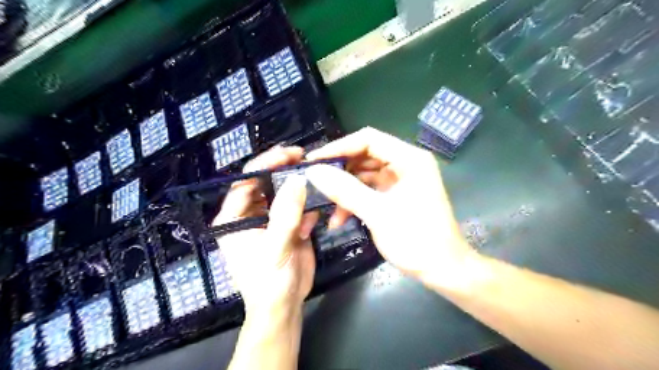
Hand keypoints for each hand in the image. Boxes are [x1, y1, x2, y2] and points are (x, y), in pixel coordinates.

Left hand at [214, 146, 318, 317]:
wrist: (284, 305)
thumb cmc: (269, 281)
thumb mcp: (275, 248)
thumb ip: (285, 214)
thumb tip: (298, 180)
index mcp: (234, 217)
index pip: (245, 182)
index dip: (265, 164)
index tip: (288, 154)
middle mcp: (250, 214)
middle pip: (265, 182)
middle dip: (284, 171)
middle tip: (305, 158)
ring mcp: (270, 218)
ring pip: (283, 192)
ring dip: (299, 191)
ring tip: (315, 188)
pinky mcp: (287, 224)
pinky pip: (298, 207)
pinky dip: (307, 209)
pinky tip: (311, 225)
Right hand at [307, 126, 475, 285]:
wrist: (445, 270)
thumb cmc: (416, 239)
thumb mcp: (377, 213)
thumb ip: (345, 189)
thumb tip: (314, 171)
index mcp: (409, 159)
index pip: (368, 139)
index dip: (339, 147)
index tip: (314, 161)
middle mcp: (406, 163)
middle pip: (365, 155)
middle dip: (340, 170)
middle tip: (315, 182)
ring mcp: (402, 180)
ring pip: (365, 175)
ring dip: (345, 189)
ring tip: (325, 205)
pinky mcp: (397, 195)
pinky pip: (371, 190)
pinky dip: (355, 200)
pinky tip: (339, 218)